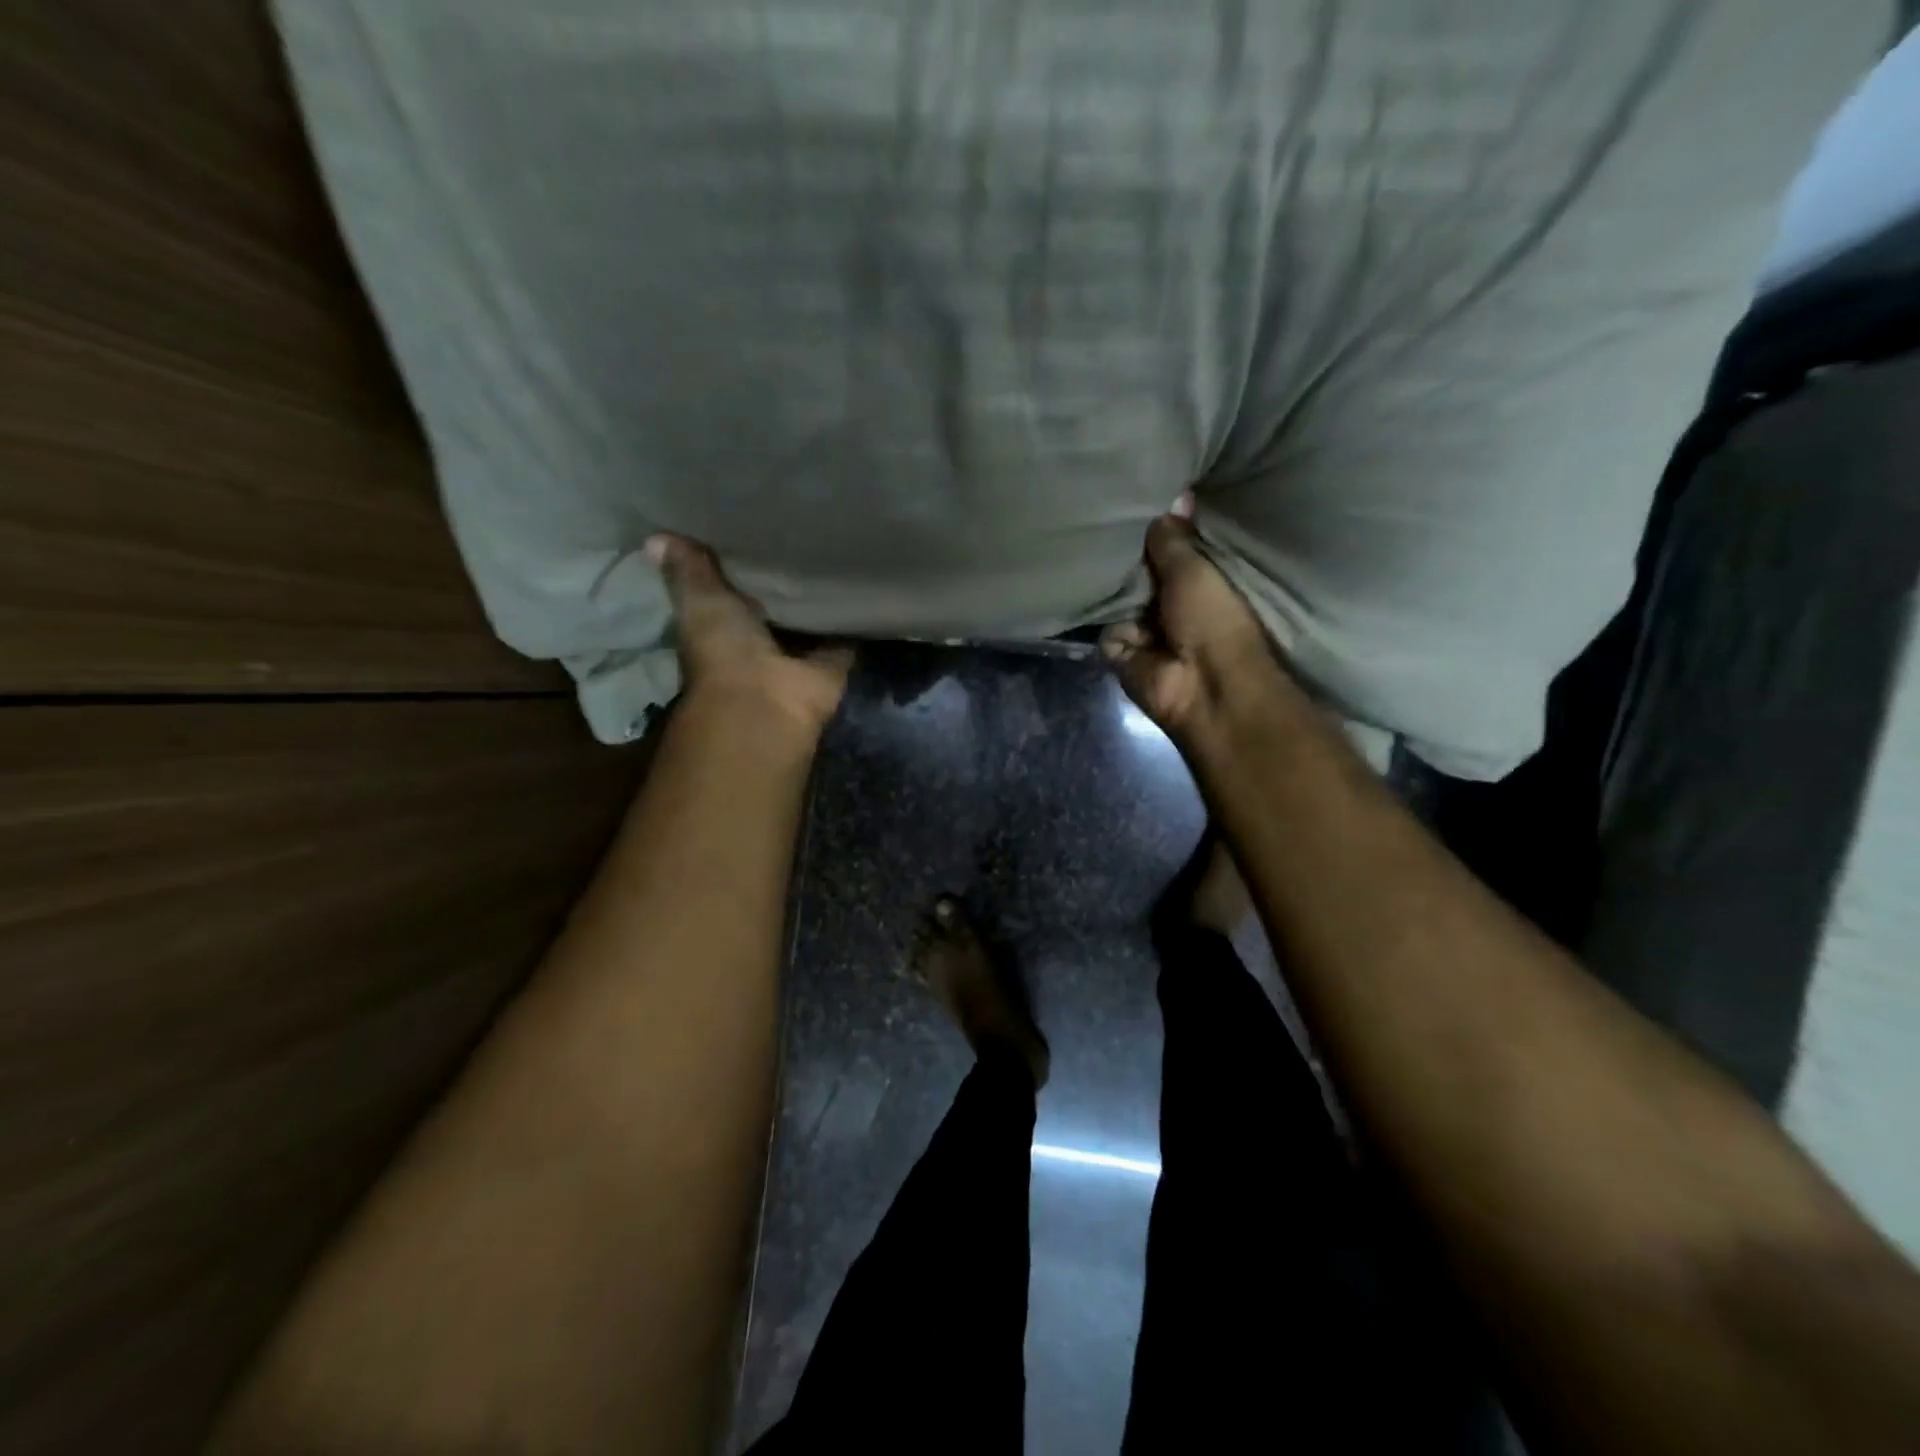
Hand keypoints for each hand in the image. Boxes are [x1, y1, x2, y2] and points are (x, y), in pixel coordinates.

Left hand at [648, 534, 851, 736]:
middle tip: (796, 531)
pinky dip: (852, 619)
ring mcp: (795, 655)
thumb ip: (688, 570)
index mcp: (719, 627)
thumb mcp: (700, 600)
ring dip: (816, 597)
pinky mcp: (831, 664)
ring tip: (833, 550)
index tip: (744, 529)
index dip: (731, 565)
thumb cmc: (723, 650)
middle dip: (779, 580)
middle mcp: (757, 641)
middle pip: (770, 606)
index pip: (725, 590)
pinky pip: (844, 636)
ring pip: (807, 621)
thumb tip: (655, 537)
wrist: (765, 701)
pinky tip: (861, 584)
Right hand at [1100, 514, 1283, 741]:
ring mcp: (1144, 627)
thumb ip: (1174, 537)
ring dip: (1113, 585)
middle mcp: (1170, 602)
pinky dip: (1107, 618)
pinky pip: (1105, 624)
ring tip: (1093, 553)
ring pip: (1118, 595)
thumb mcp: (1195, 568)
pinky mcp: (1120, 649)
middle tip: (1104, 520)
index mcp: (1198, 581)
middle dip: (1128, 555)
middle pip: (1140, 571)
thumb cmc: (1213, 619)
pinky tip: (1094, 597)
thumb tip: (1172, 498)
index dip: (1157, 528)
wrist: (1204, 686)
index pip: (1170, 548)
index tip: (1135, 497)